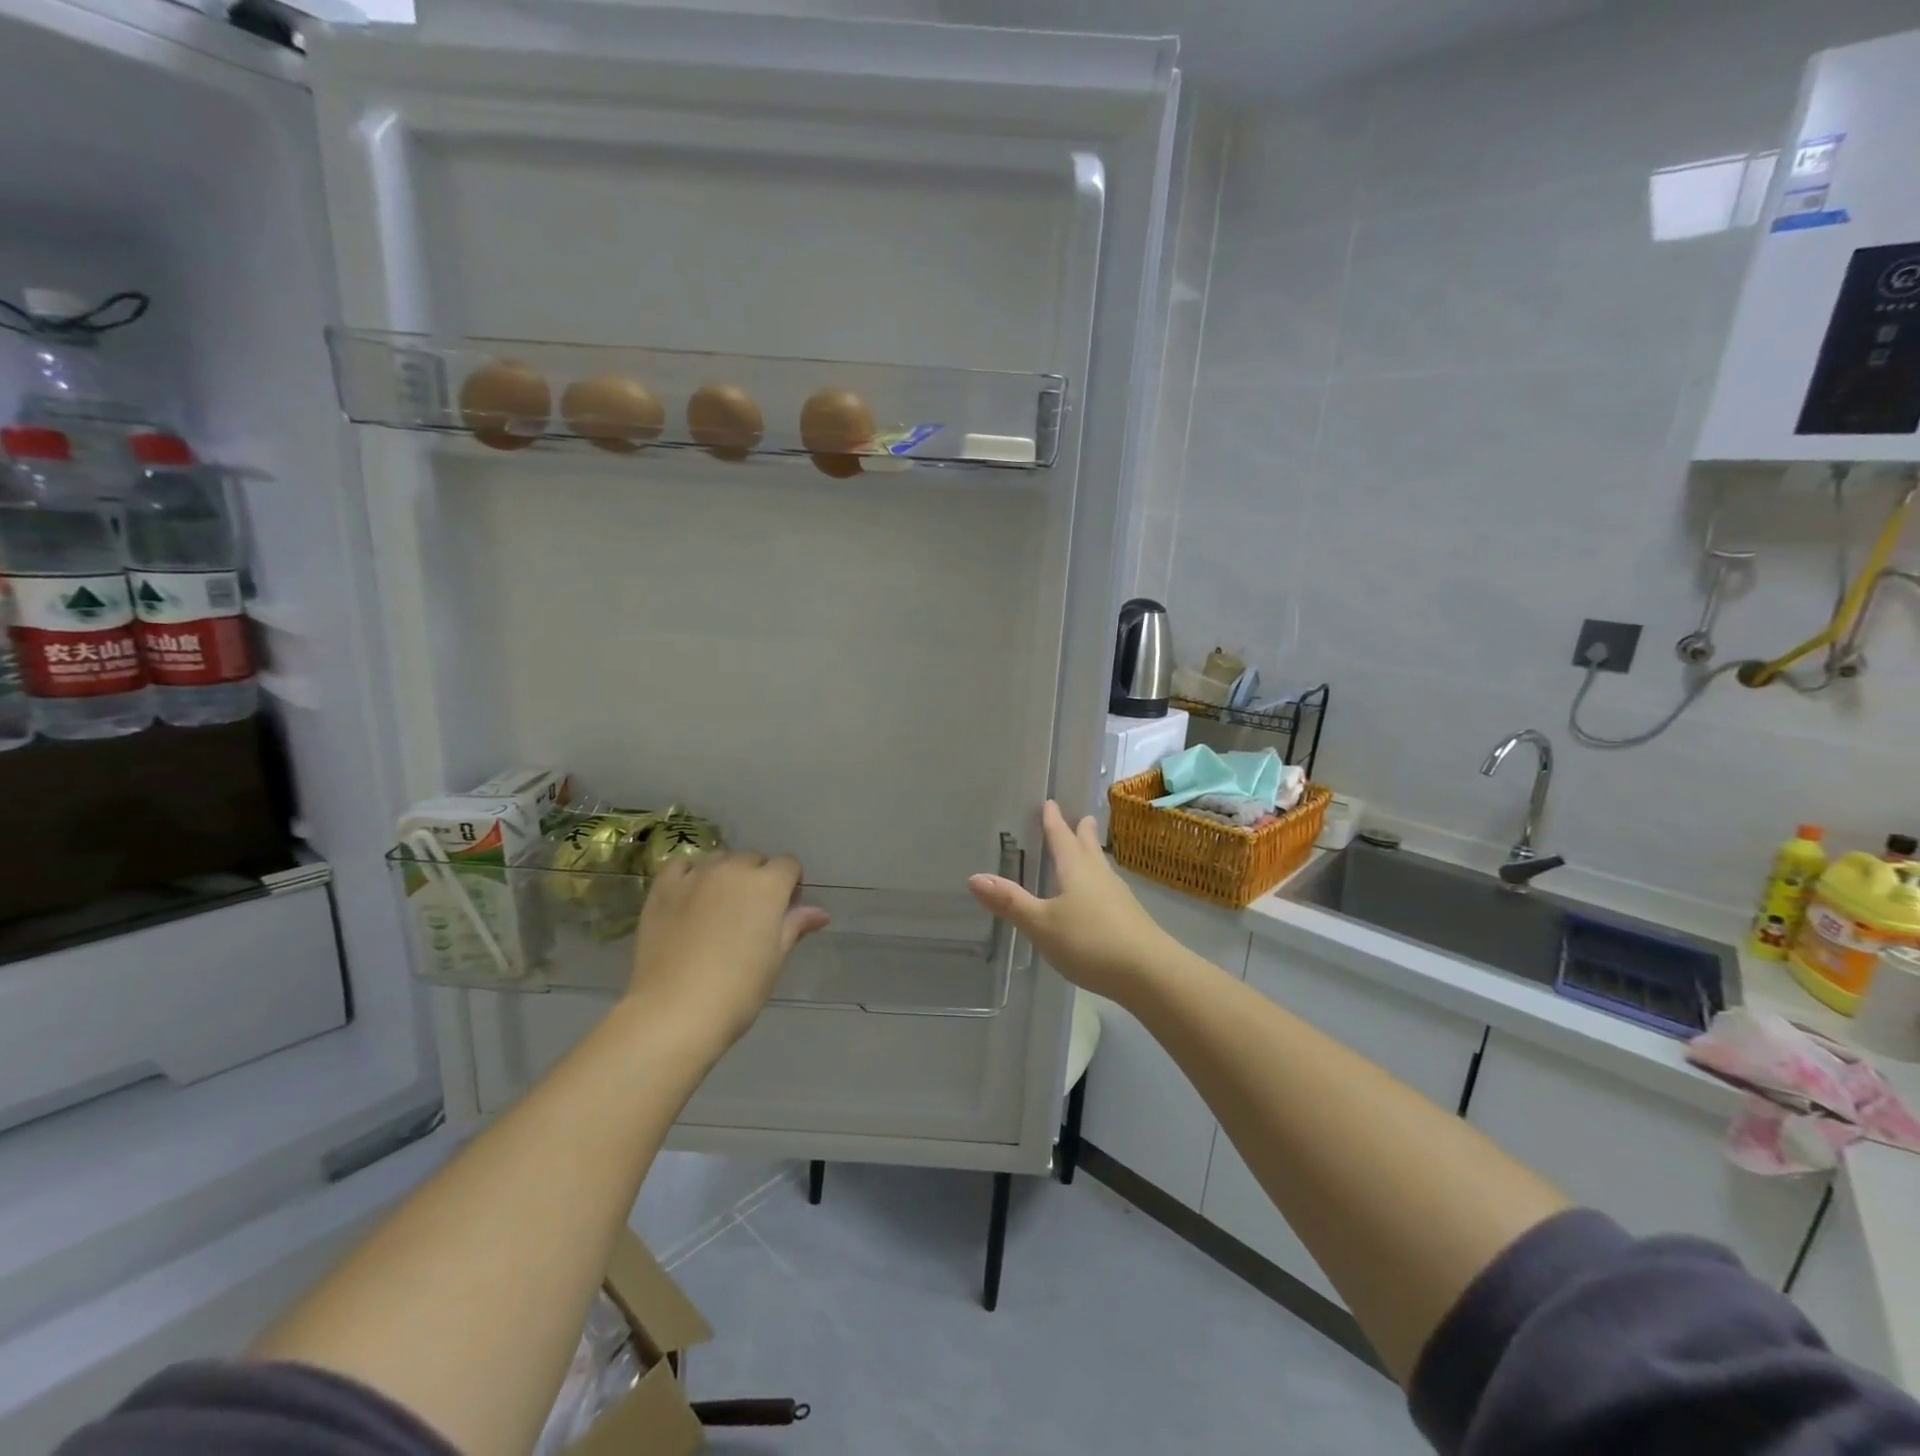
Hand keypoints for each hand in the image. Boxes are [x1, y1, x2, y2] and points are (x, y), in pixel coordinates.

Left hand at [627, 852, 829, 1051]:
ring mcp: (695, 876)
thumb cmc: (737, 991)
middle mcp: (733, 869)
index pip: (789, 865)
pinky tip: (688, 898)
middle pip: (754, 859)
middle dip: (758, 878)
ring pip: (719, 859)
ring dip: (726, 874)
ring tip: (718, 906)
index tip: (784, 910)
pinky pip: (682, 867)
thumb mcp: (774, 959)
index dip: (790, 885)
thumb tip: (819, 913)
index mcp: (768, 885)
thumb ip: (795, 927)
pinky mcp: (663, 888)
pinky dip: (690, 875)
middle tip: (751, 913)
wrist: (674, 1012)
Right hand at [967, 801, 1181, 1000]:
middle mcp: (1098, 875)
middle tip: (1081, 817)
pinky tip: (1099, 896)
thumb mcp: (1041, 924)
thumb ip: (1010, 902)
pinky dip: (1099, 881)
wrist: (1149, 972)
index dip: (1052, 821)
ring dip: (1093, 854)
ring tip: (1089, 850)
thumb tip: (974, 877)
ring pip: (1101, 866)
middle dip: (1080, 832)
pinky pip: (1108, 888)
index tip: (1050, 803)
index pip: (1061, 837)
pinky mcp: (1129, 917)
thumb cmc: (1090, 942)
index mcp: (1075, 869)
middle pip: (1088, 847)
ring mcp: (1118, 896)